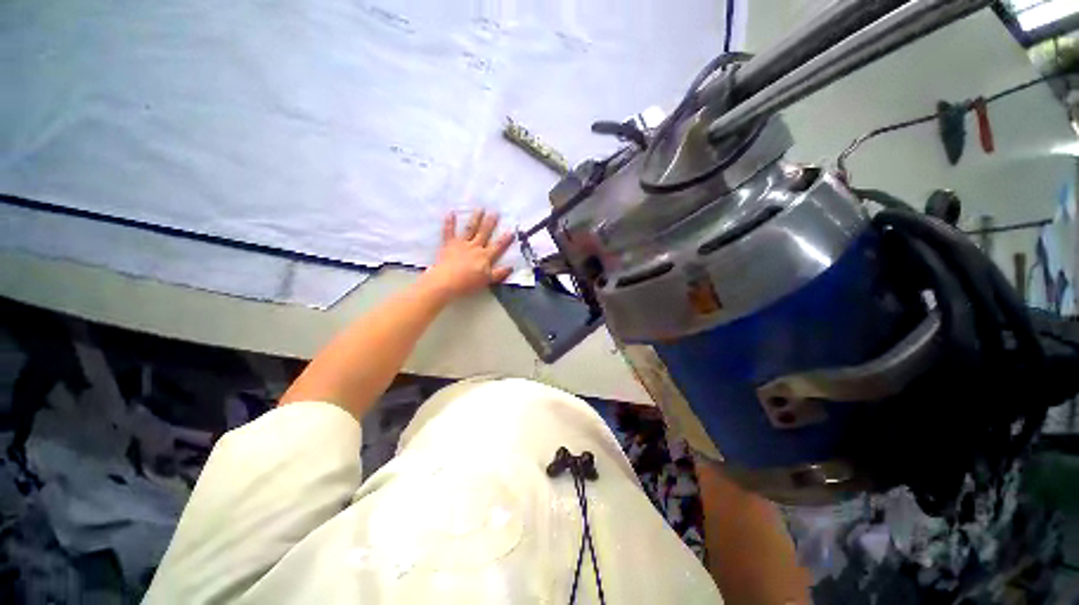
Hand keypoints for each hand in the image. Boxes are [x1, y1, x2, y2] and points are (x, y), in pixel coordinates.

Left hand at [421, 209, 513, 300]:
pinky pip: (449, 232)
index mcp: (485, 256)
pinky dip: (449, 222)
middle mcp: (475, 247)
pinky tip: (450, 213)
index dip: (505, 240)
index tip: (511, 231)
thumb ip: (499, 273)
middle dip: (490, 223)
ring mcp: (461, 244)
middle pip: (484, 233)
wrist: (447, 281)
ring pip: (470, 229)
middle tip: (495, 212)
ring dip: (475, 219)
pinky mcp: (449, 244)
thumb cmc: (468, 283)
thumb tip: (511, 267)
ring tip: (480, 209)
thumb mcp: (487, 280)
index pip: (498, 246)